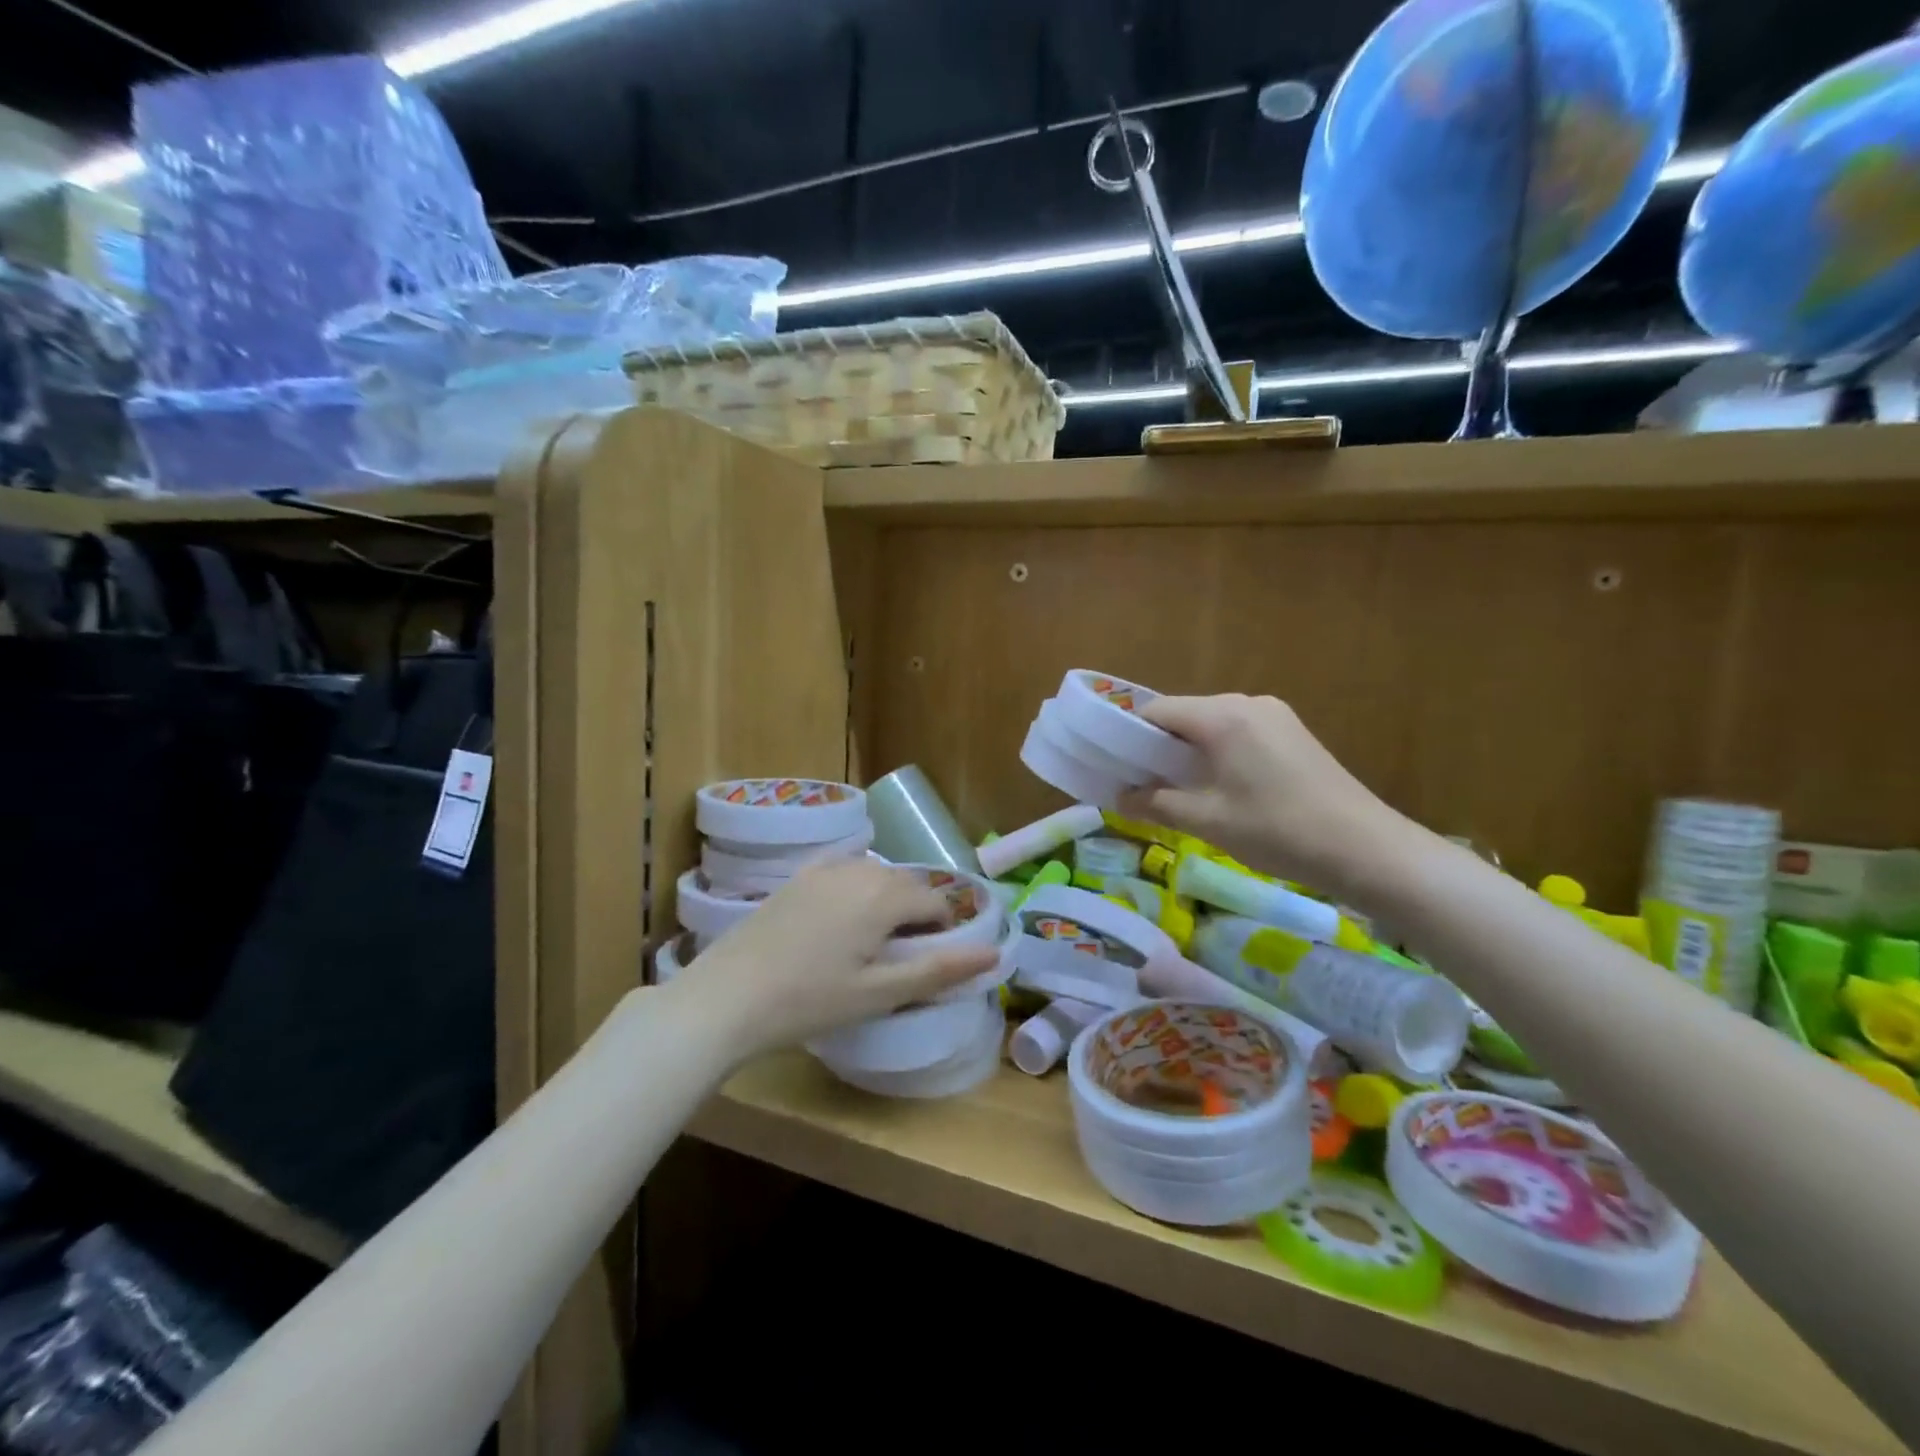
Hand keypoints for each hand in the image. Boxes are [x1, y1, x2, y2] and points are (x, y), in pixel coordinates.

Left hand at [671, 858, 1000, 1060]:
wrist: (726, 998)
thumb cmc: (809, 1001)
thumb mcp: (880, 992)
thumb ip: (939, 969)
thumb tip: (994, 953)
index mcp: (884, 894)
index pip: (936, 900)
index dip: (941, 931)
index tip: (923, 963)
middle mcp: (858, 868)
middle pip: (906, 883)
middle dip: (915, 913)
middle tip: (898, 958)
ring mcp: (823, 868)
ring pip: (875, 875)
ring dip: (886, 900)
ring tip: (869, 944)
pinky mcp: (797, 877)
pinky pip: (844, 872)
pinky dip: (855, 891)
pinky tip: (838, 924)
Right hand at [1117, 694, 1412, 903]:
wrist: (1365, 848)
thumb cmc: (1277, 829)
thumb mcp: (1207, 820)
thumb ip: (1156, 804)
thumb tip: (1119, 798)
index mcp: (1222, 715)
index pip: (1156, 711)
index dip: (1128, 735)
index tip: (1112, 765)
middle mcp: (1247, 703)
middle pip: (1184, 716)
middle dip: (1157, 747)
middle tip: (1140, 784)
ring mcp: (1275, 715)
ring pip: (1211, 725)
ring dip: (1188, 752)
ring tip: (1177, 790)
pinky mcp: (1292, 733)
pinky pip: (1238, 733)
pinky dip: (1217, 754)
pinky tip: (1218, 787)